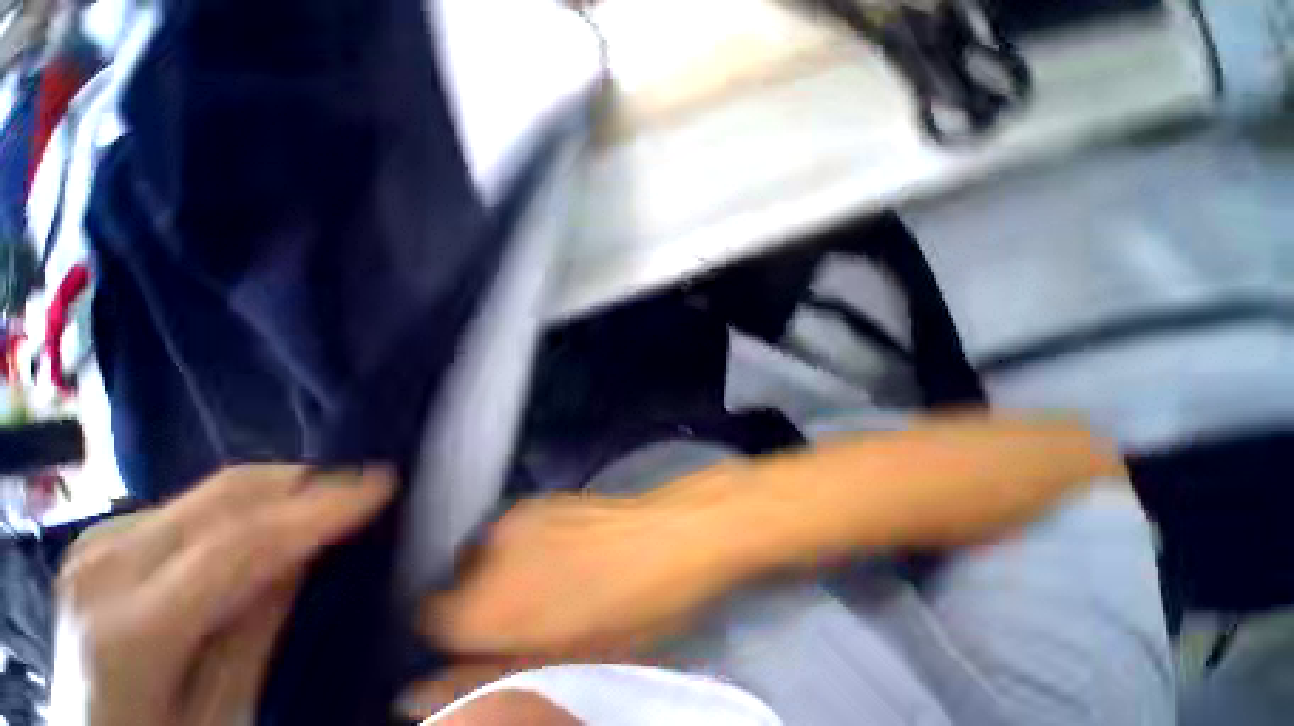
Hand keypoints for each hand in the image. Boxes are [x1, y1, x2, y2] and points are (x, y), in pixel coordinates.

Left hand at [50, 465, 393, 725]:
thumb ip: (261, 625)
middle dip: (309, 483)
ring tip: (330, 502)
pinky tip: (273, 521)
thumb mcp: (225, 708)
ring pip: (213, 491)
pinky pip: (194, 503)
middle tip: (368, 483)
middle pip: (225, 499)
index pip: (239, 546)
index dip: (320, 508)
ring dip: (283, 491)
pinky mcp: (105, 536)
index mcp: (129, 632)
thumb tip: (312, 549)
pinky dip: (247, 504)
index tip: (385, 484)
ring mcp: (98, 545)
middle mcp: (105, 570)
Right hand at [421, 486, 744, 656]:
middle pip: (459, 579)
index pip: (431, 616)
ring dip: (505, 569)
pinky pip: (515, 528)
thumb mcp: (561, 662)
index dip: (459, 632)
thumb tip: (421, 692)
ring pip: (487, 550)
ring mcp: (519, 515)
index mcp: (486, 604)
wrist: (669, 536)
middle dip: (482, 599)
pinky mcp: (543, 497)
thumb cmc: (628, 613)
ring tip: (551, 579)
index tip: (487, 638)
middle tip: (527, 612)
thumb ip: (486, 675)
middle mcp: (490, 550)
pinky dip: (525, 544)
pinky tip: (565, 551)